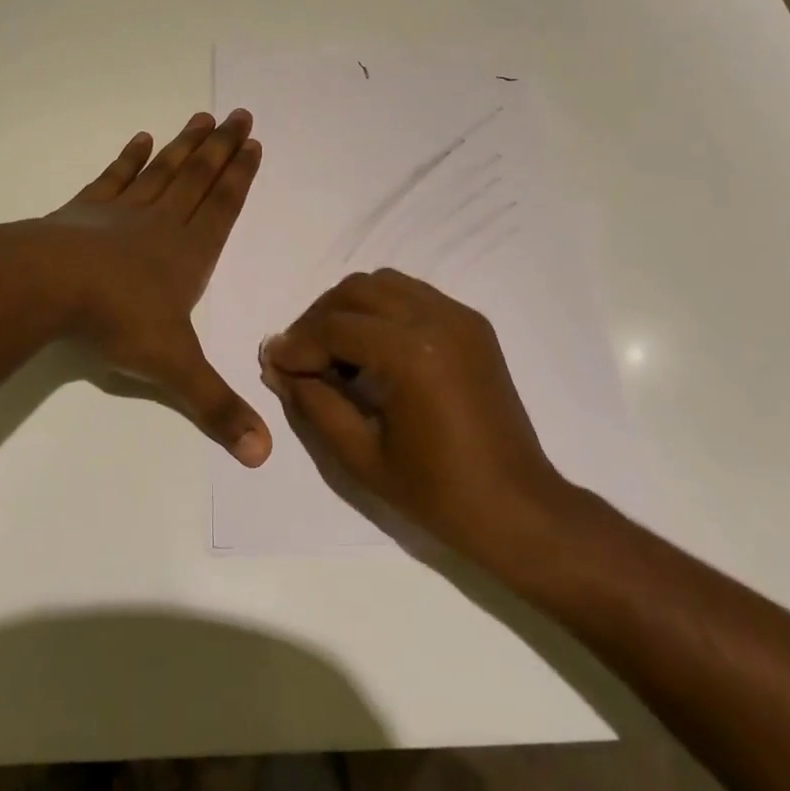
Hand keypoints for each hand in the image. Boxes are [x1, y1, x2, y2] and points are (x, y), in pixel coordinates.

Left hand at [1, 110, 271, 466]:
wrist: (47, 288)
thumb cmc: (117, 321)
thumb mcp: (174, 370)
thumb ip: (217, 408)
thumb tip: (263, 455)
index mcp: (189, 253)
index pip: (224, 206)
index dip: (241, 176)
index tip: (254, 143)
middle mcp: (163, 223)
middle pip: (200, 177)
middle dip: (222, 147)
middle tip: (240, 113)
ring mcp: (123, 212)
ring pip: (164, 171)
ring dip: (185, 145)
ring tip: (202, 117)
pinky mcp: (86, 211)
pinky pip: (114, 178)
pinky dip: (129, 158)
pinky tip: (141, 139)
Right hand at [261, 269, 568, 557]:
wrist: (516, 507)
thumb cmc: (437, 493)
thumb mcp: (360, 456)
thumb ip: (314, 403)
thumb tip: (279, 367)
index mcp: (412, 354)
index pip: (335, 327)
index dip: (297, 344)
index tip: (273, 362)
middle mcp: (437, 318)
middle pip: (357, 290)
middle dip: (320, 317)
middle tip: (300, 356)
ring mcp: (459, 316)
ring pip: (385, 283)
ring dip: (350, 308)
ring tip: (334, 350)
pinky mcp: (472, 323)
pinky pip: (413, 295)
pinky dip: (383, 310)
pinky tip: (374, 350)